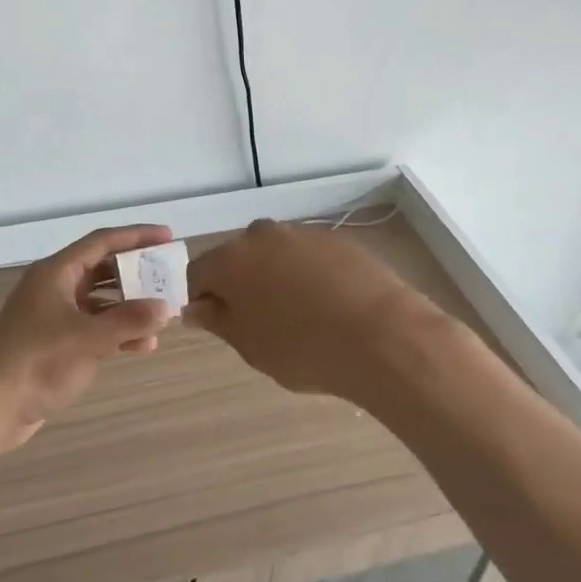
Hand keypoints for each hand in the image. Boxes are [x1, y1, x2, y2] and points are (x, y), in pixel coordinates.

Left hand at [0, 225, 179, 456]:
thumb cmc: (37, 361)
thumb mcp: (89, 339)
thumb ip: (130, 321)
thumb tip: (167, 307)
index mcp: (56, 272)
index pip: (102, 242)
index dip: (136, 236)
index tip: (168, 237)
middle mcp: (54, 287)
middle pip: (102, 270)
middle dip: (136, 274)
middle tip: (169, 278)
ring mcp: (53, 317)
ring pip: (100, 302)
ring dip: (130, 307)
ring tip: (163, 315)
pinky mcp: (54, 344)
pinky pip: (94, 328)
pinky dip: (117, 333)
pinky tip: (143, 346)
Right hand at [186, 219, 444, 408]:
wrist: (384, 336)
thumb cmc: (305, 348)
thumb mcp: (251, 346)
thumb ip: (218, 320)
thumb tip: (196, 307)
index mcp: (231, 260)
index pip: (196, 274)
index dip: (201, 300)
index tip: (217, 324)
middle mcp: (262, 235)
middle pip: (236, 258)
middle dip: (239, 285)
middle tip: (259, 324)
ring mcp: (302, 233)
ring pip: (274, 254)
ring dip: (275, 277)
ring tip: (300, 316)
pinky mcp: (336, 238)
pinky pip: (307, 255)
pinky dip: (308, 275)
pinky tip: (329, 306)